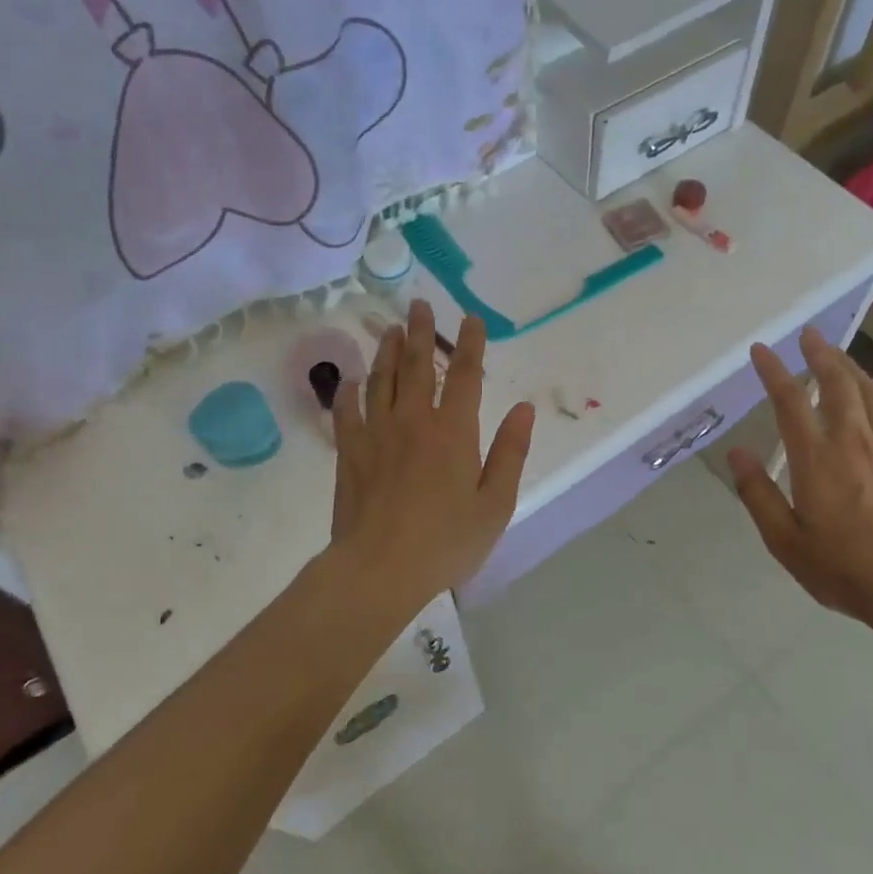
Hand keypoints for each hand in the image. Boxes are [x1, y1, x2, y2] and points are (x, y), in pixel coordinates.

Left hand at [328, 300, 534, 607]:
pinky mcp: (350, 453)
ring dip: (388, 351)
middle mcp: (415, 421)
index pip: (467, 376)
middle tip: (419, 305)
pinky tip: (352, 380)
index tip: (470, 319)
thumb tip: (524, 408)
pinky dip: (350, 392)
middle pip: (419, 367)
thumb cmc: (446, 541)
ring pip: (382, 380)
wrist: (379, 569)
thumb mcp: (495, 503)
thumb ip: (510, 452)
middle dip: (422, 333)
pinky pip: (348, 412)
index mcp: (454, 432)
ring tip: (392, 329)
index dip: (471, 344)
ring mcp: (377, 434)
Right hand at [727, 329, 872, 626]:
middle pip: (836, 384)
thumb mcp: (785, 541)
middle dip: (820, 354)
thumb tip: (736, 453)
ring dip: (850, 367)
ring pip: (868, 393)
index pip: (789, 401)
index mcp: (815, 459)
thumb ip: (758, 494)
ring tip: (837, 354)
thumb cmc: (845, 568)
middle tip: (809, 335)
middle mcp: (852, 441)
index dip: (773, 371)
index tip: (762, 350)